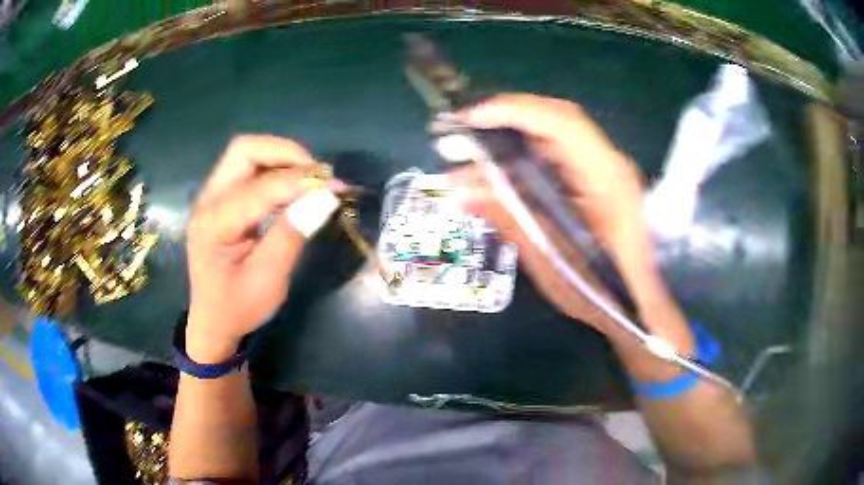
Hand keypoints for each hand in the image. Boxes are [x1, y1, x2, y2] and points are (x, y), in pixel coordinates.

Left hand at [185, 135, 340, 361]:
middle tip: (317, 174)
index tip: (335, 187)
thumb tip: (325, 197)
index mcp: (213, 223)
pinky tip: (293, 189)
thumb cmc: (238, 307)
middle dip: (285, 153)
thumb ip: (291, 235)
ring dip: (281, 159)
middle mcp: (207, 200)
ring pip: (246, 153)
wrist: (212, 320)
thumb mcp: (268, 280)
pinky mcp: (220, 199)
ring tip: (310, 180)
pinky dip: (275, 170)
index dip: (300, 182)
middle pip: (245, 150)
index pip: (260, 187)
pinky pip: (248, 169)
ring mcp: (211, 196)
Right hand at [450, 94, 651, 327]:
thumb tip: (459, 191)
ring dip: (512, 138)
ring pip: (553, 135)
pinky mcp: (596, 179)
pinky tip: (499, 171)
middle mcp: (609, 163)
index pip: (561, 123)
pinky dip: (524, 156)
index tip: (470, 118)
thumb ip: (509, 218)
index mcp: (607, 180)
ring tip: (471, 156)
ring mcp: (605, 168)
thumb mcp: (552, 261)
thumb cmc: (603, 293)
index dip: (514, 111)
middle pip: (555, 119)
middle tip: (462, 131)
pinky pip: (557, 154)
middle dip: (505, 119)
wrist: (639, 306)